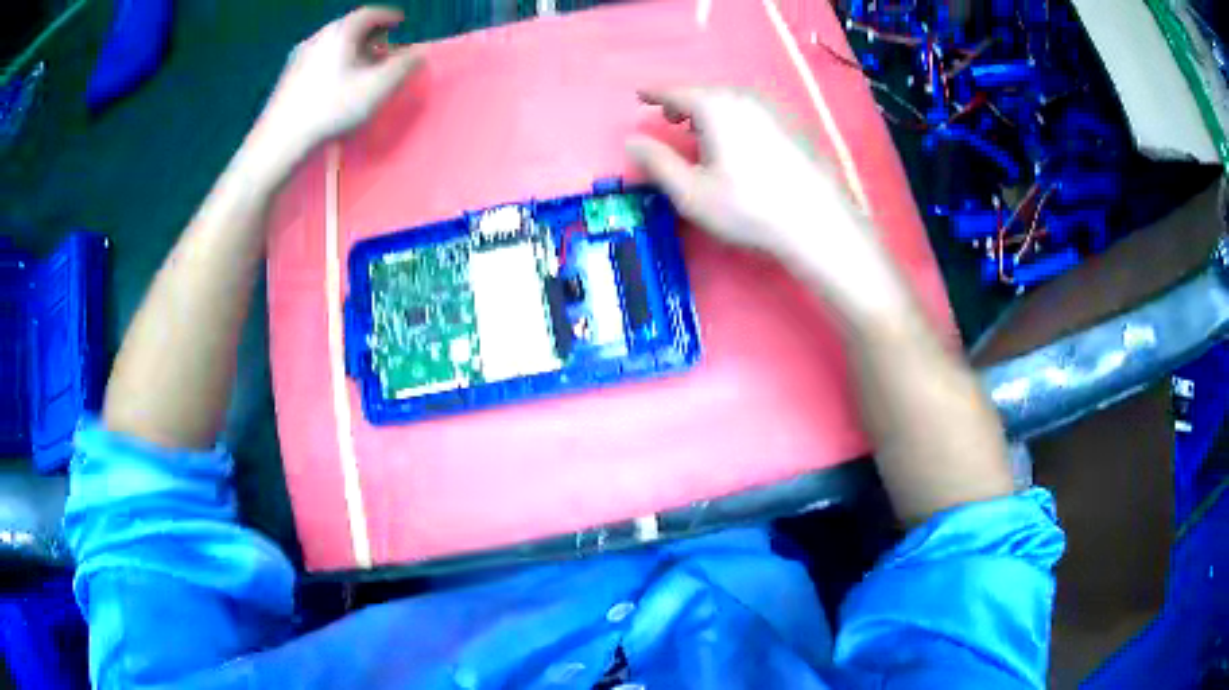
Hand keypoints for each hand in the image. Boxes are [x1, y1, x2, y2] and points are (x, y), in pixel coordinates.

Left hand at [257, 7, 423, 160]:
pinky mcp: (287, 77)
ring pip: (332, 44)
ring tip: (361, 69)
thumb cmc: (332, 108)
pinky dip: (333, 62)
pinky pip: (318, 59)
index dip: (388, 16)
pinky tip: (335, 83)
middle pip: (349, 27)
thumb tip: (420, 52)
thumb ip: (404, 66)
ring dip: (351, 50)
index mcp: (341, 32)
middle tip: (384, 49)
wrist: (280, 140)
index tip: (400, 23)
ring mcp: (299, 56)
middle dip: (370, 35)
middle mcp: (318, 36)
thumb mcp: (378, 87)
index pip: (370, 13)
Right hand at [627, 89, 892, 303]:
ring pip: (732, 101)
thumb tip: (632, 140)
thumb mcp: (690, 191)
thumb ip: (657, 162)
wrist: (816, 223)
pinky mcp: (793, 128)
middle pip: (706, 92)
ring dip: (711, 111)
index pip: (677, 92)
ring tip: (700, 130)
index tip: (640, 95)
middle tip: (669, 117)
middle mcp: (745, 99)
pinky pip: (753, 112)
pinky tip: (737, 142)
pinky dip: (735, 119)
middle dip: (684, 102)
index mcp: (716, 107)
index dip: (655, 93)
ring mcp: (774, 111)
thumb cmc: (747, 207)